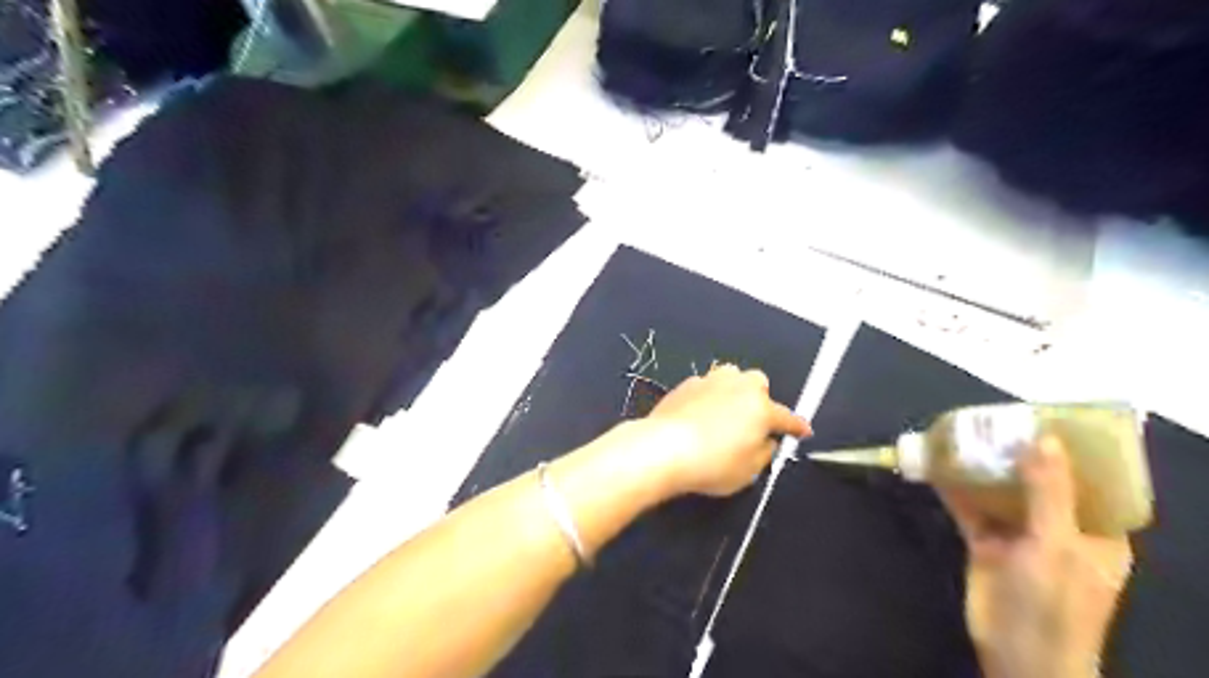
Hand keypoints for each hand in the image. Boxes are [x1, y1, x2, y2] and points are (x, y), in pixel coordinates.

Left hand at [643, 364, 811, 497]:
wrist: (664, 448)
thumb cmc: (711, 463)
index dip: (797, 427)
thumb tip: (766, 441)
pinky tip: (700, 416)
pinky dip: (708, 398)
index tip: (802, 431)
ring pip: (731, 379)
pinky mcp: (687, 384)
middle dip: (759, 400)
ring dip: (733, 393)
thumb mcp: (749, 470)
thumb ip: (764, 452)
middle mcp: (738, 387)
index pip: (787, 417)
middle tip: (751, 423)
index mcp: (761, 408)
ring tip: (724, 416)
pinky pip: (706, 387)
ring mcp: (711, 381)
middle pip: (758, 384)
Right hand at [944, 437, 1133, 675]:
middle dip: (1018, 453)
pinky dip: (955, 489)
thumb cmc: (1054, 603)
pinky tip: (938, 465)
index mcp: (1095, 531)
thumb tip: (1043, 439)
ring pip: (1001, 492)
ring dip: (983, 468)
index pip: (1089, 481)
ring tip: (964, 433)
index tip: (1047, 418)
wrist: (1016, 653)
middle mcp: (1059, 528)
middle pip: (1038, 481)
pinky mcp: (985, 543)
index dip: (1071, 450)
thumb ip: (1048, 492)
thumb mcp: (1056, 544)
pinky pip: (970, 508)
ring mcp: (1019, 535)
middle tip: (996, 419)